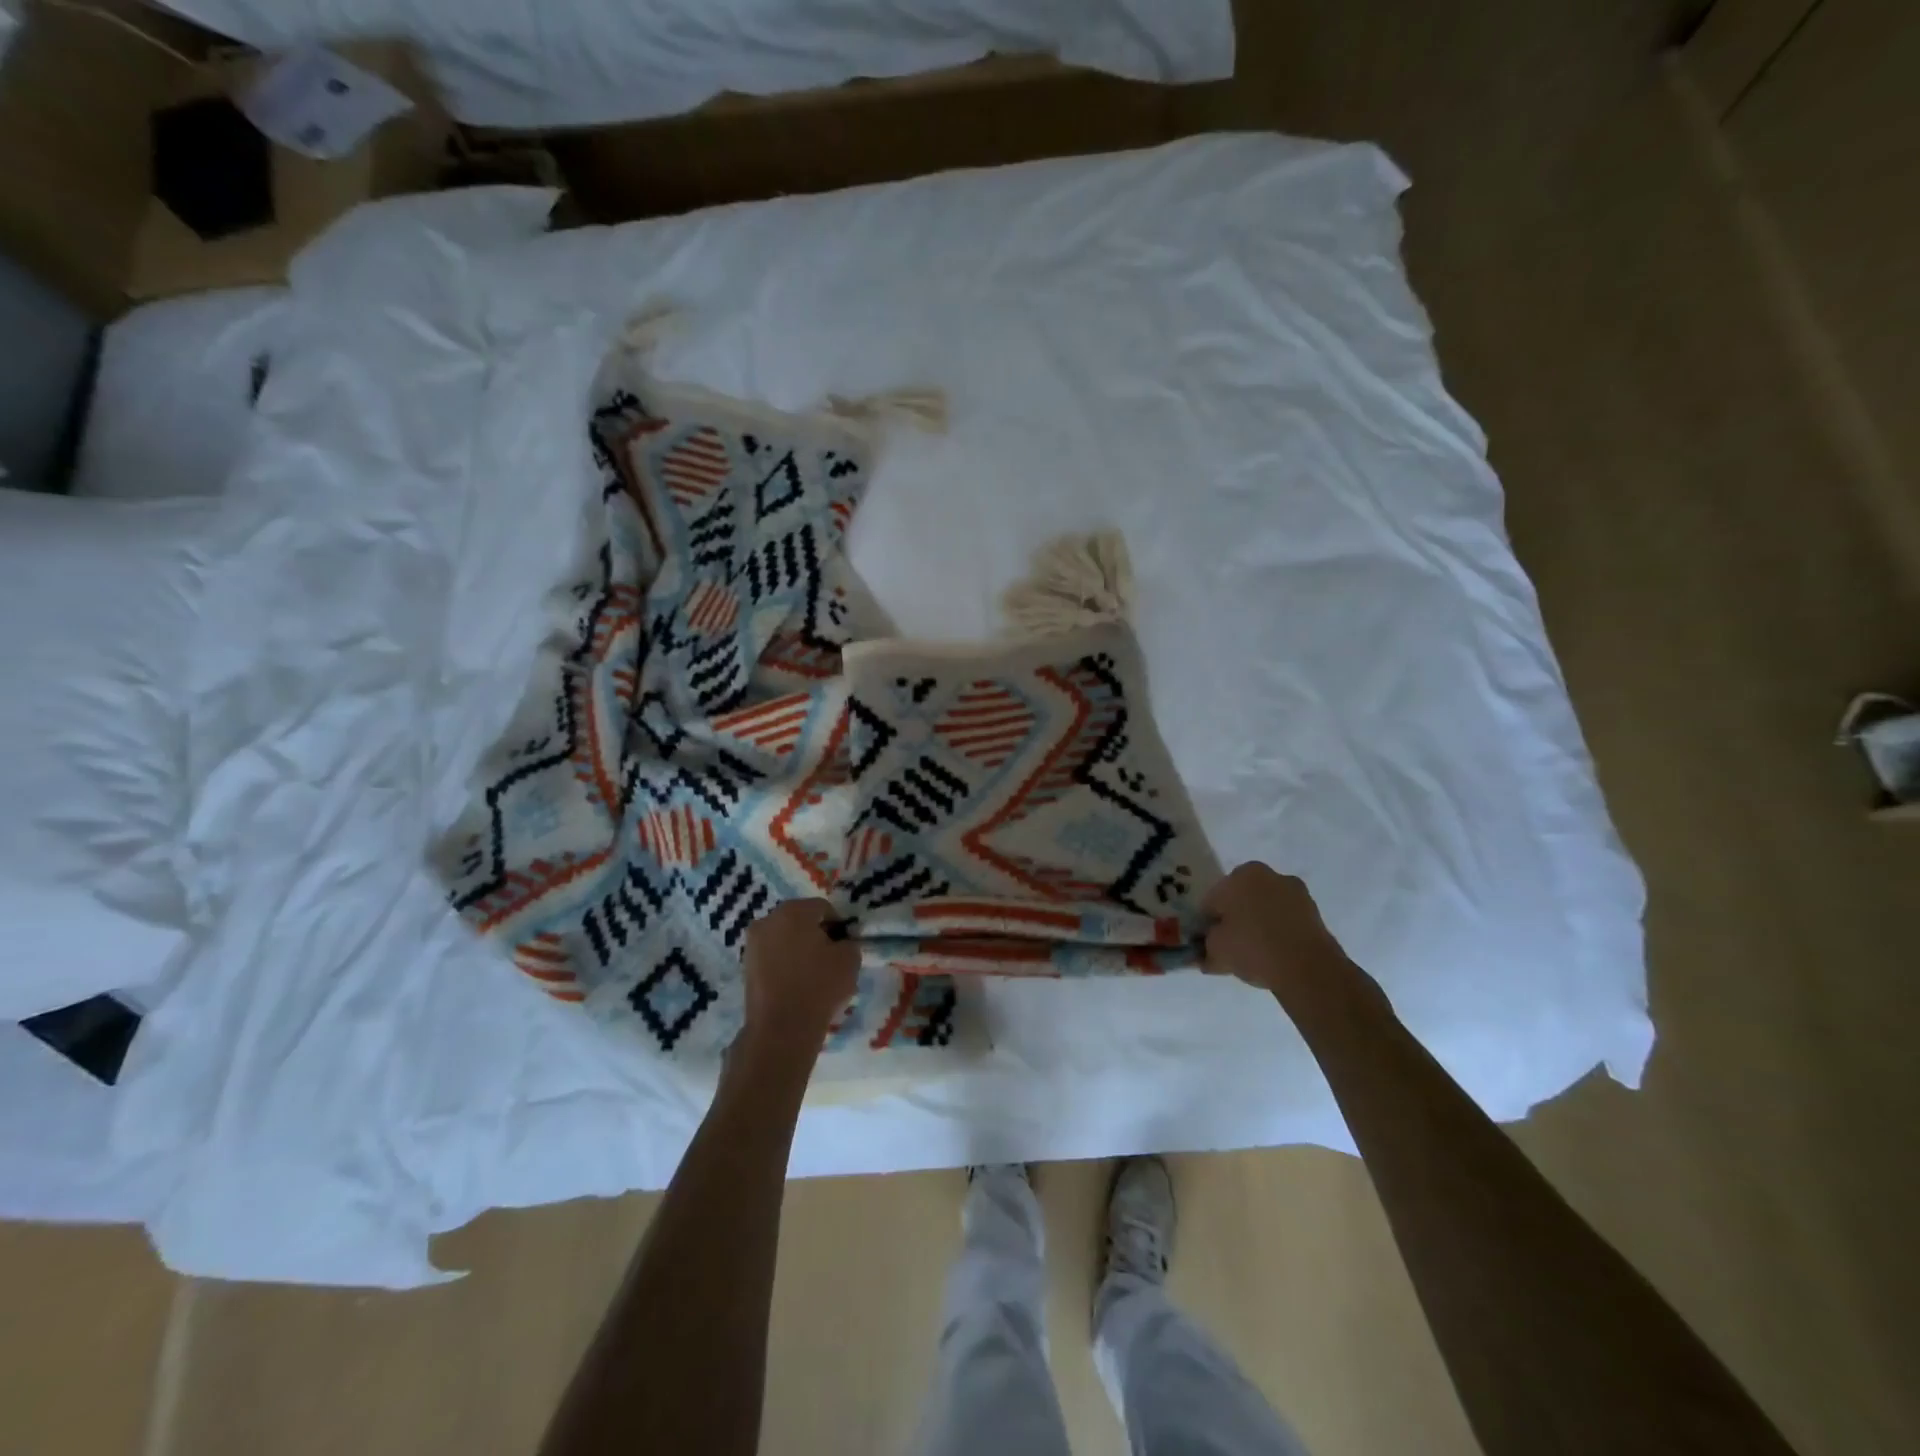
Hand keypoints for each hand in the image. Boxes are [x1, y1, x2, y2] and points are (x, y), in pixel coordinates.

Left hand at [738, 899, 858, 1057]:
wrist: (781, 1028)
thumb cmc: (819, 985)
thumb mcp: (850, 959)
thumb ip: (849, 942)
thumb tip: (840, 943)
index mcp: (794, 911)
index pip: (823, 908)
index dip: (838, 925)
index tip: (845, 945)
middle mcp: (768, 920)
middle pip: (799, 920)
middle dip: (815, 934)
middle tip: (830, 958)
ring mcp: (752, 944)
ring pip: (783, 939)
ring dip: (798, 949)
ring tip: (812, 974)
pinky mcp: (745, 967)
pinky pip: (772, 957)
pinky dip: (784, 964)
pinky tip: (796, 985)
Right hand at [1202, 863, 1352, 1006]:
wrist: (1308, 968)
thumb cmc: (1253, 948)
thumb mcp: (1216, 951)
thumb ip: (1206, 946)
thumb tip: (1206, 950)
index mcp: (1240, 875)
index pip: (1213, 900)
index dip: (1208, 922)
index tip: (1209, 941)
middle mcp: (1268, 875)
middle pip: (1241, 898)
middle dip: (1235, 918)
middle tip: (1231, 946)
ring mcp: (1294, 892)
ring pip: (1265, 908)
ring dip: (1258, 924)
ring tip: (1255, 954)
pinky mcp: (1314, 912)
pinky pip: (1286, 920)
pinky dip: (1279, 932)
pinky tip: (1275, 955)